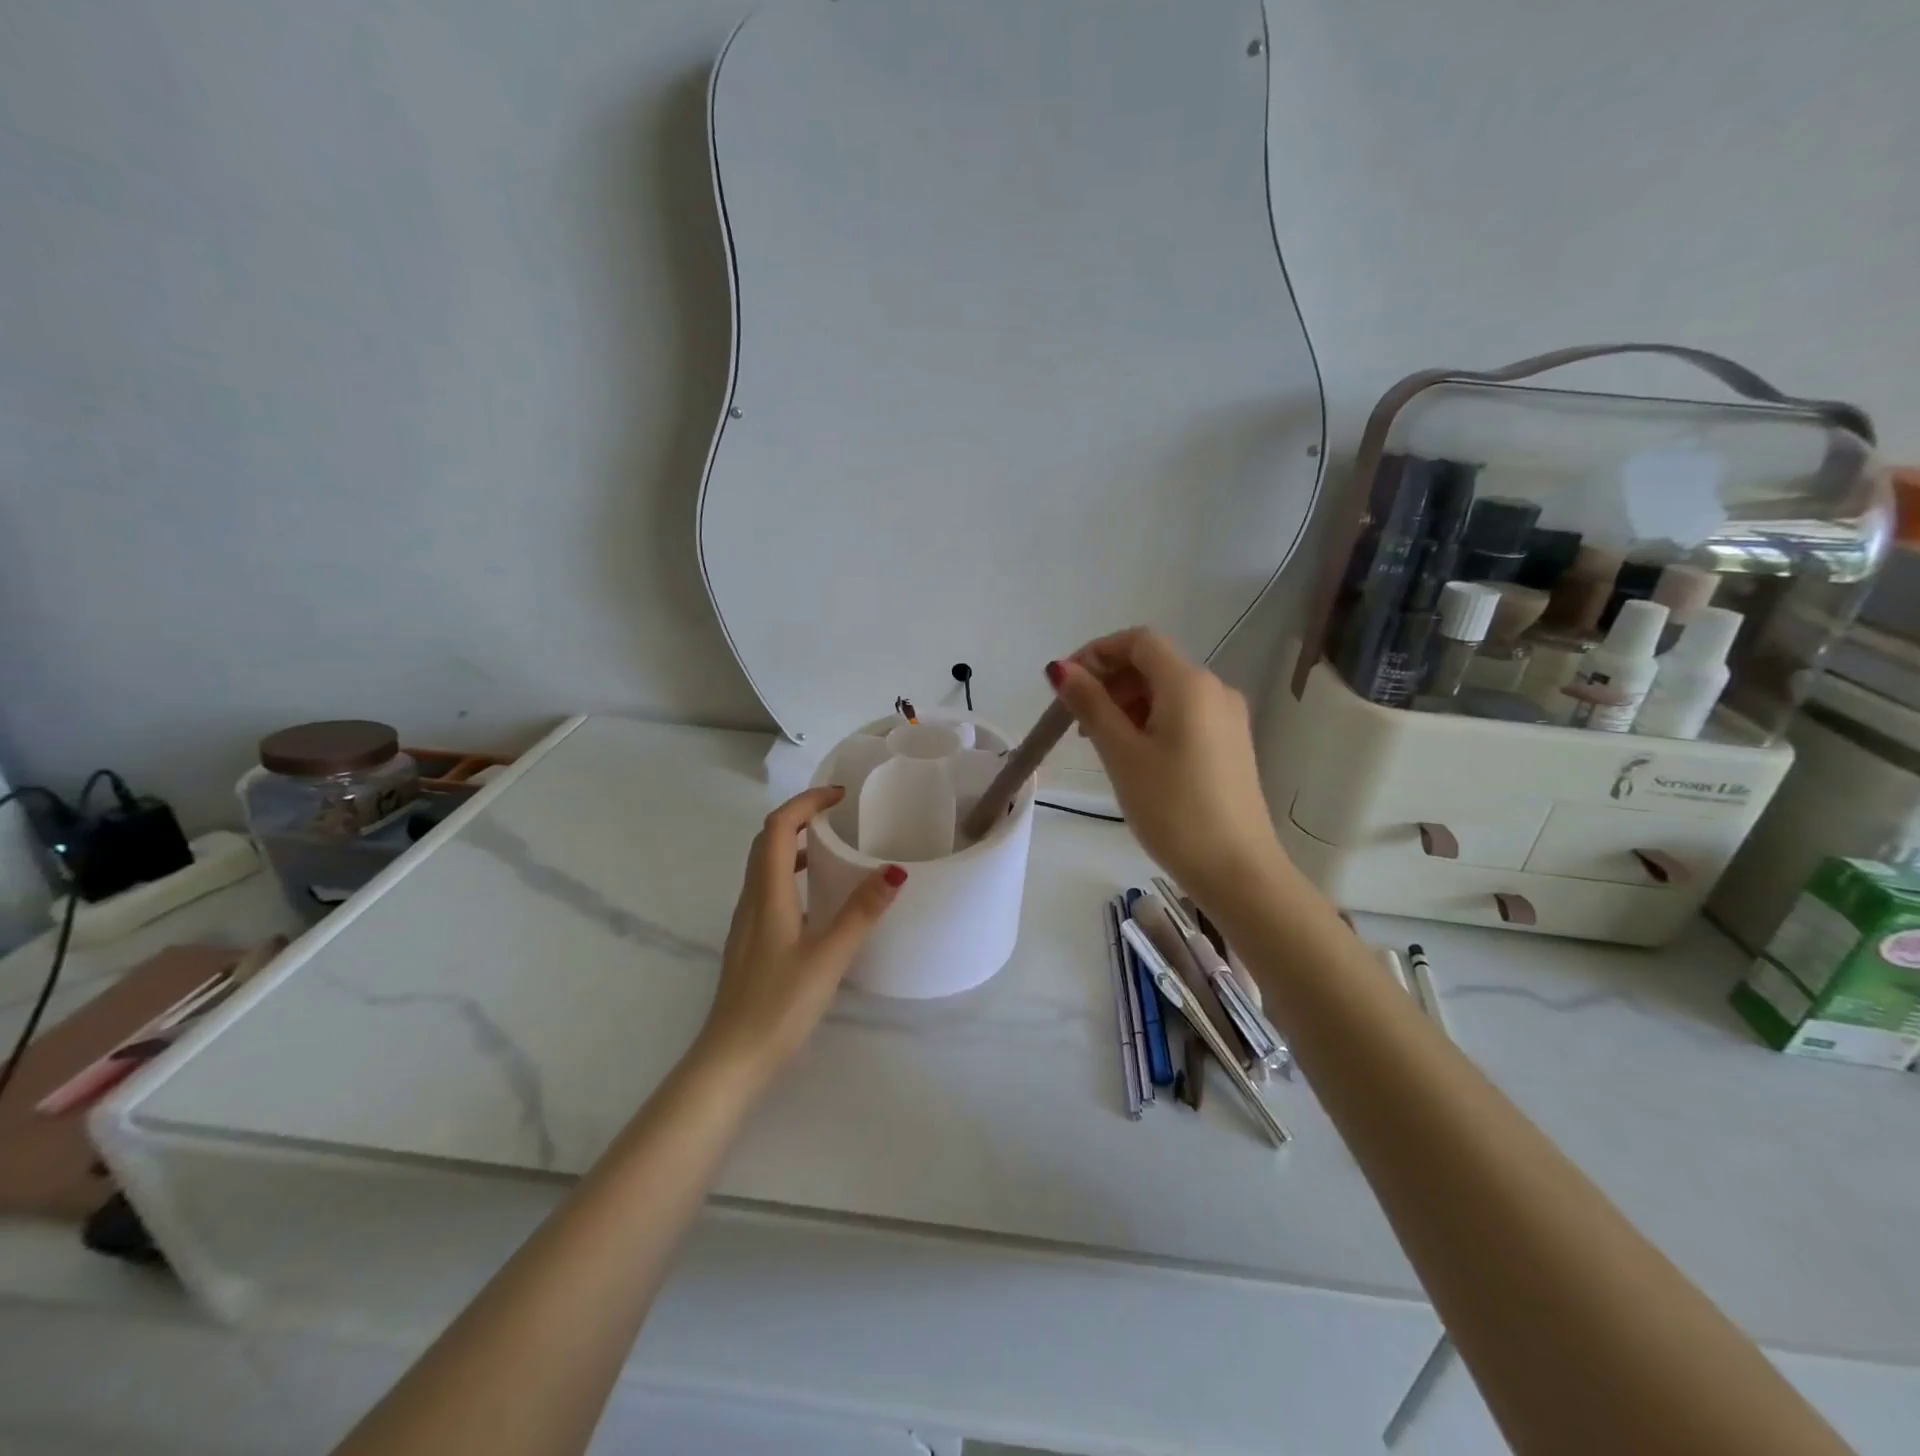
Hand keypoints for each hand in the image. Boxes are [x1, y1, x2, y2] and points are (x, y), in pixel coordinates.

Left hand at [696, 787, 905, 1077]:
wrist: (731, 1059)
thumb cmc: (779, 1005)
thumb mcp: (829, 957)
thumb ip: (861, 912)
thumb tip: (894, 871)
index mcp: (766, 894)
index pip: (777, 828)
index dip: (806, 803)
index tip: (840, 796)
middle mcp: (751, 900)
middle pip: (766, 841)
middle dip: (800, 817)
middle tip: (838, 814)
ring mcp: (747, 923)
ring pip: (764, 866)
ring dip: (793, 844)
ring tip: (831, 847)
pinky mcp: (750, 943)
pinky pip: (768, 890)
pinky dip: (790, 874)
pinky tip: (816, 898)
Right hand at [1047, 627, 1287, 905]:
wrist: (1238, 870)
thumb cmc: (1173, 809)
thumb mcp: (1122, 754)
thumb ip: (1090, 705)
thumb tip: (1061, 669)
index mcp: (1189, 683)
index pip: (1139, 641)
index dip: (1097, 652)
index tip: (1065, 684)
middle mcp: (1215, 690)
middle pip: (1153, 664)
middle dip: (1109, 681)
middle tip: (1076, 721)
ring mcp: (1228, 718)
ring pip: (1167, 692)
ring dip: (1127, 703)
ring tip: (1099, 744)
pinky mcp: (1231, 744)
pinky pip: (1184, 715)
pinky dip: (1151, 722)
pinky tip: (1133, 756)